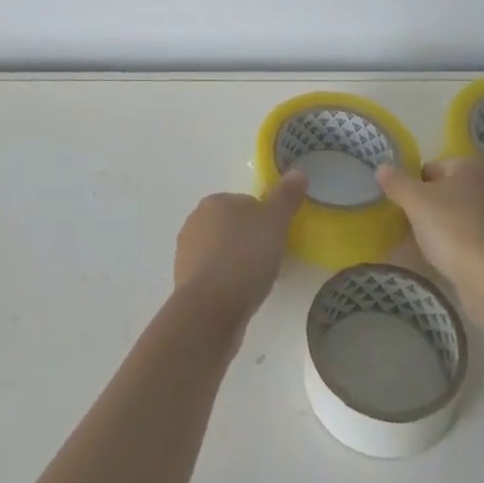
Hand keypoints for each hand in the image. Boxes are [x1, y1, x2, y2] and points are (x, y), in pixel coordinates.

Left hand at [172, 174, 307, 341]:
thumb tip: (298, 171)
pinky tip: (240, 296)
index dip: (267, 221)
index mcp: (215, 201)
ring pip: (223, 251)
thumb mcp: (274, 223)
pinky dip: (227, 282)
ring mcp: (186, 253)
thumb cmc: (244, 258)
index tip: (277, 240)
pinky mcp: (185, 282)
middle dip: (251, 241)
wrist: (210, 310)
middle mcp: (195, 221)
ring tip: (257, 282)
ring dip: (238, 262)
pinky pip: (214, 275)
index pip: (247, 203)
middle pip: (233, 226)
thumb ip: (286, 197)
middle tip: (270, 261)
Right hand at [377, 156, 483, 286]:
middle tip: (415, 224)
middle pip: (450, 191)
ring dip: (448, 225)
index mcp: (471, 167)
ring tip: (430, 246)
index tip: (407, 205)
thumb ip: (397, 182)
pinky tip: (451, 260)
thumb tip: (382, 168)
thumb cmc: (451, 228)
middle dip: (433, 205)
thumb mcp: (415, 201)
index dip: (416, 184)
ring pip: (464, 214)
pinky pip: (476, 237)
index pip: (434, 167)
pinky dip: (463, 244)